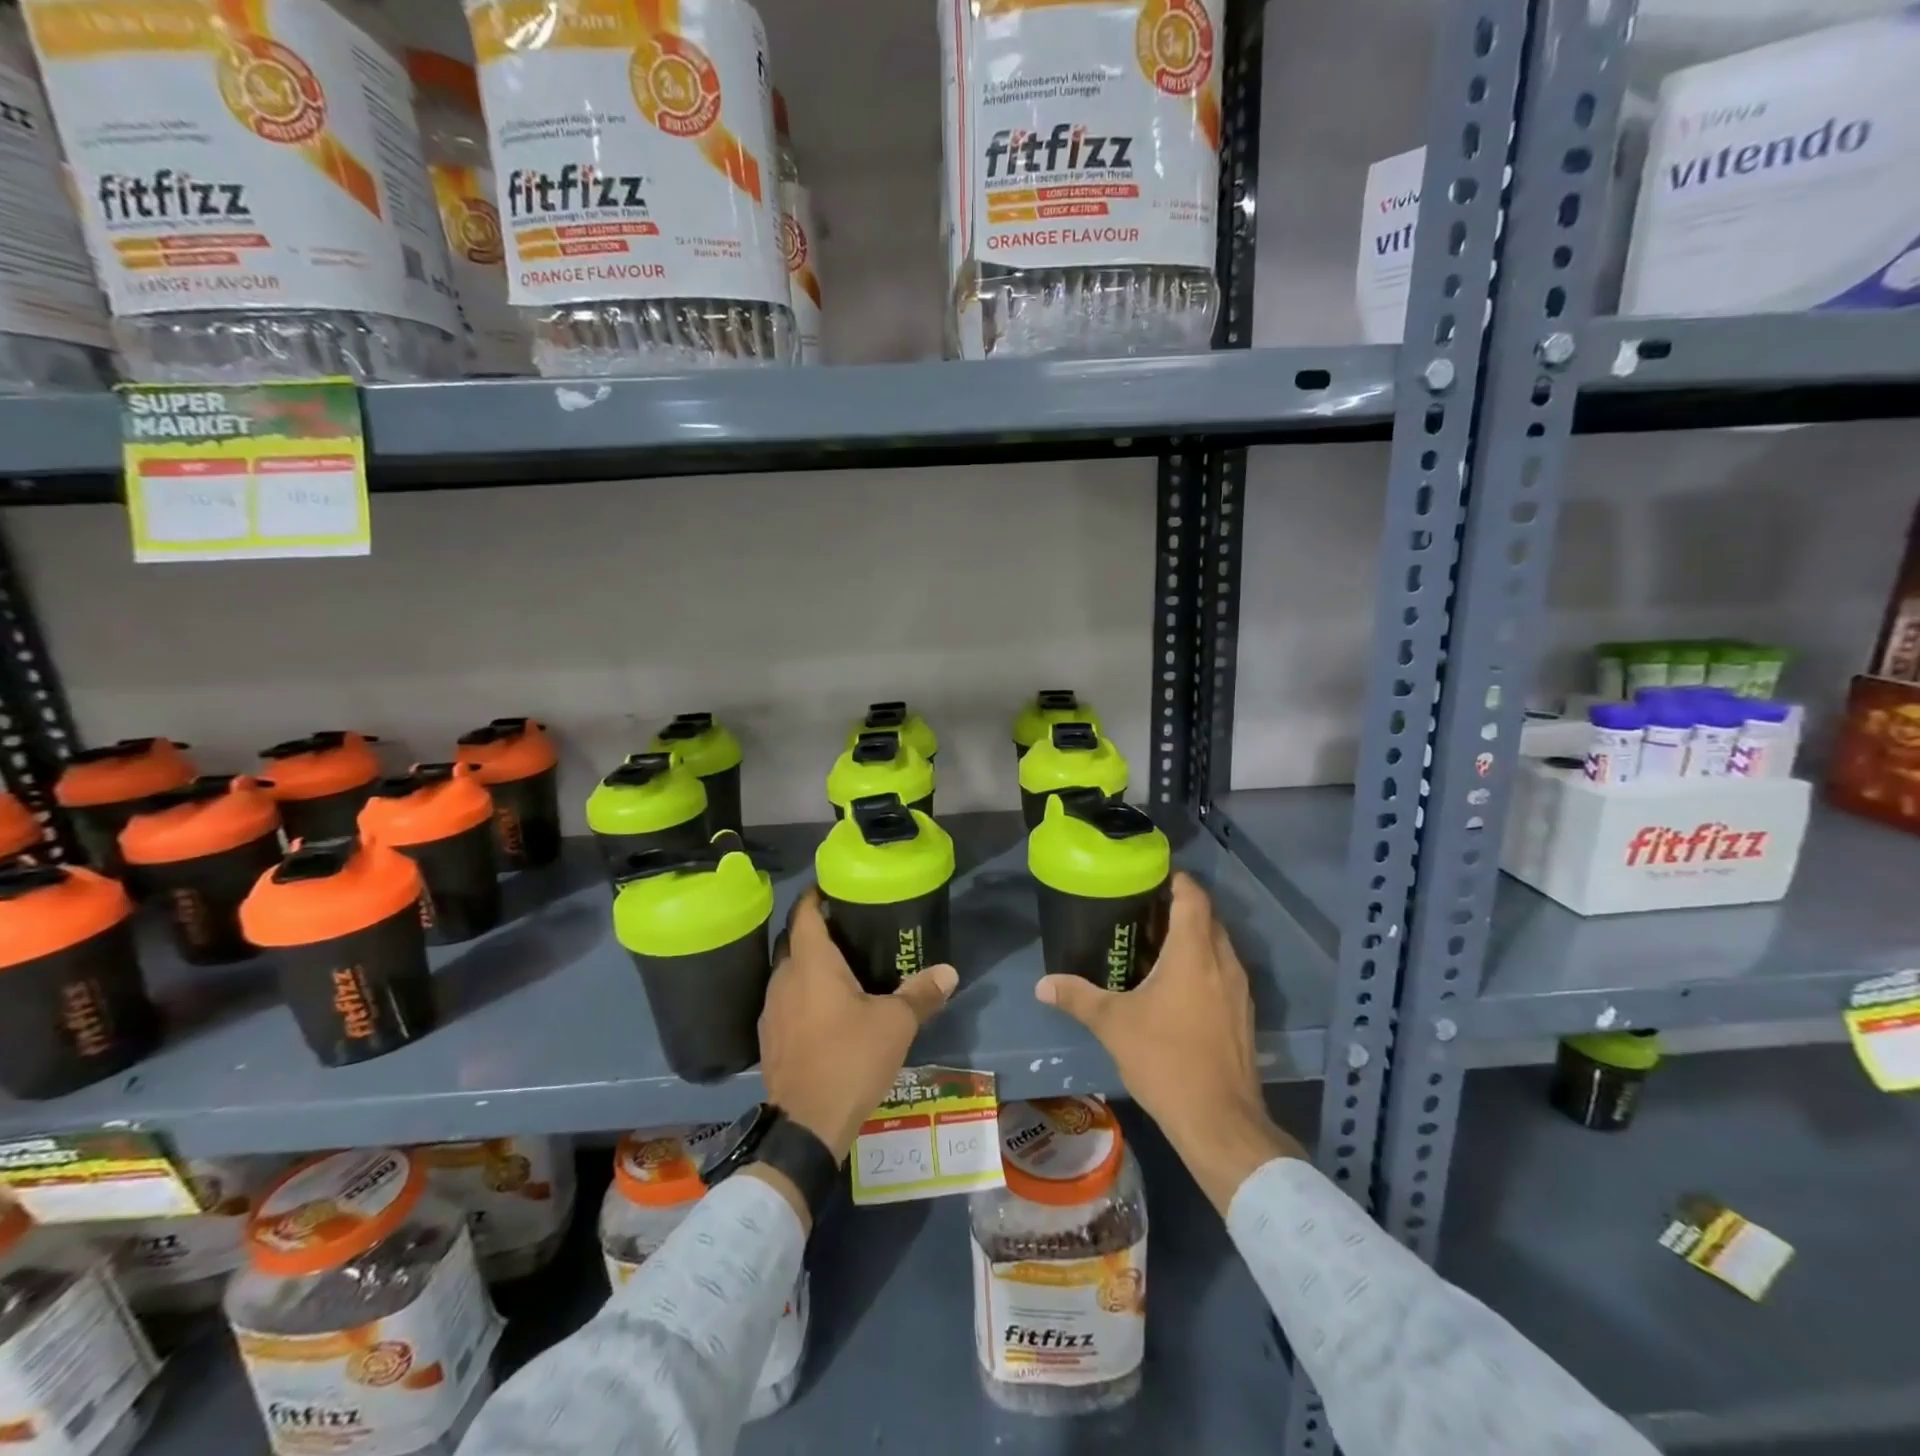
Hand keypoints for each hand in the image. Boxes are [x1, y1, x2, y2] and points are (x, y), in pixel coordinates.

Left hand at [757, 888, 957, 1167]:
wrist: (806, 1126)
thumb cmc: (851, 1059)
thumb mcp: (895, 1024)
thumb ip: (921, 994)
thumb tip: (949, 972)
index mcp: (811, 963)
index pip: (805, 912)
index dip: (817, 895)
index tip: (835, 887)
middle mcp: (783, 978)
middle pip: (794, 941)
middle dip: (816, 930)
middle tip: (849, 928)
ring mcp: (772, 1010)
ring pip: (788, 973)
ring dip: (808, 965)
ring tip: (841, 968)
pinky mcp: (769, 1038)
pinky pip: (785, 1001)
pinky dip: (802, 994)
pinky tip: (825, 1010)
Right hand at [1034, 872, 1303, 1211]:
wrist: (1220, 1121)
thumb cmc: (1165, 1059)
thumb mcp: (1113, 1025)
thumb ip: (1077, 997)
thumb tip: (1042, 984)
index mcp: (1194, 952)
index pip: (1193, 896)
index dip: (1175, 880)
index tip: (1149, 877)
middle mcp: (1223, 962)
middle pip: (1207, 917)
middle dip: (1179, 908)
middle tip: (1142, 912)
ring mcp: (1239, 990)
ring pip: (1218, 946)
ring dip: (1192, 938)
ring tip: (1155, 945)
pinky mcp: (1243, 1015)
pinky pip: (1224, 972)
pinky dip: (1203, 965)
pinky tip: (1176, 986)